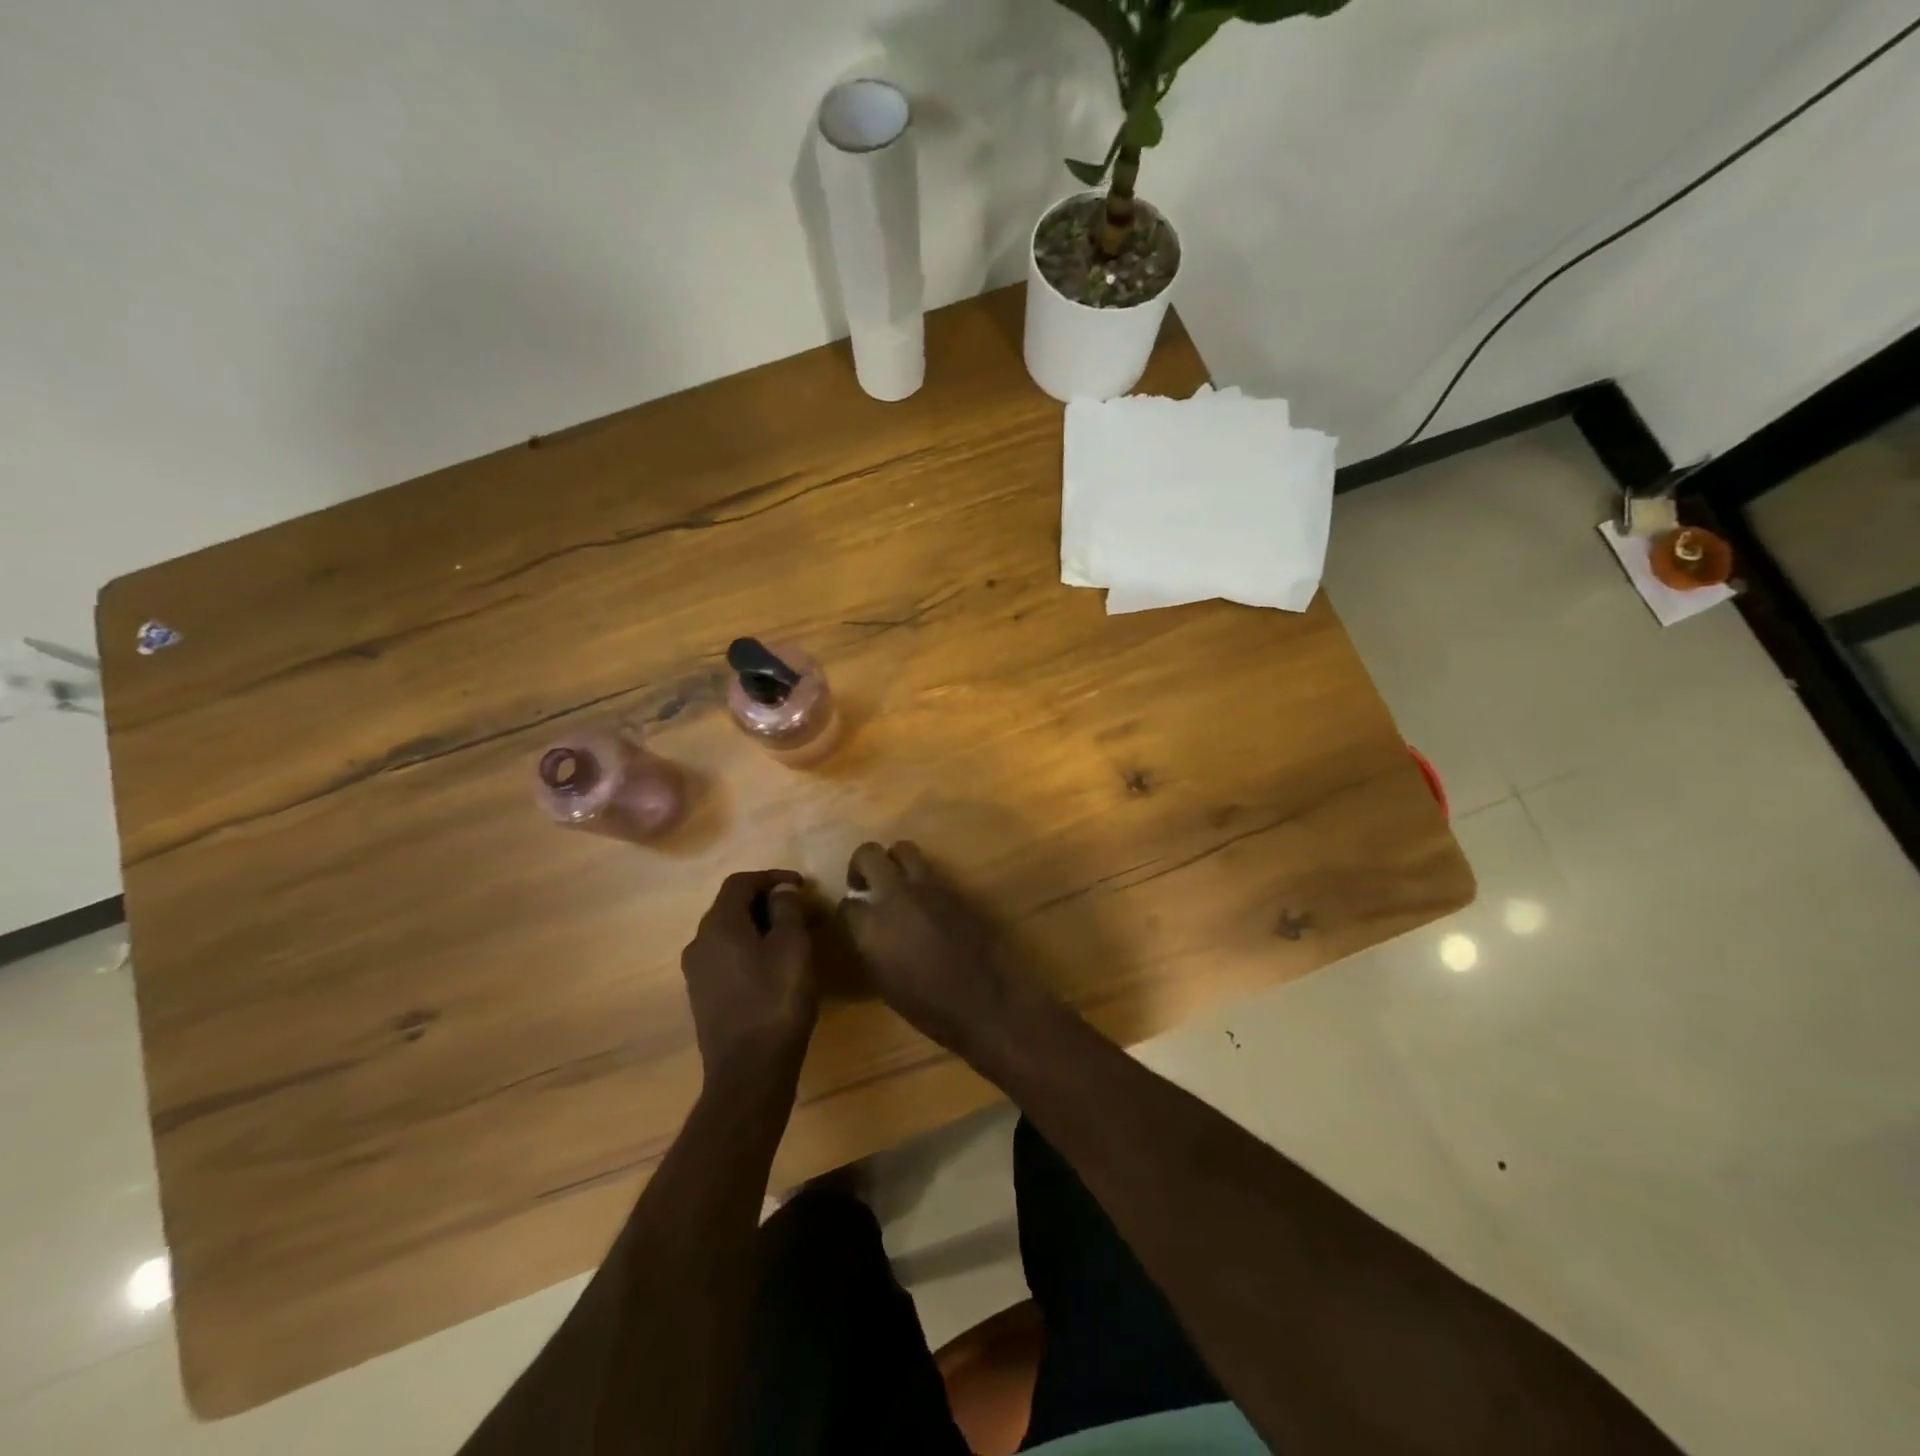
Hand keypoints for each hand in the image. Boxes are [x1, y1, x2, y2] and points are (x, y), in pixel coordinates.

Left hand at [680, 870, 816, 1082]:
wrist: (749, 1072)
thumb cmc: (776, 1001)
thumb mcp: (793, 947)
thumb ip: (786, 910)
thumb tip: (781, 891)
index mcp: (718, 926)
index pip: (740, 882)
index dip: (772, 877)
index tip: (802, 886)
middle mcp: (699, 943)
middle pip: (732, 906)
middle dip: (768, 902)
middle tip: (803, 911)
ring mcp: (697, 973)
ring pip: (730, 933)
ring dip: (761, 926)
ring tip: (795, 937)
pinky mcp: (704, 997)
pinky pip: (727, 957)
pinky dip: (751, 949)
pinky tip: (776, 966)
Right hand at [840, 842, 1042, 1055]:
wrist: (983, 1001)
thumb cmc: (927, 1006)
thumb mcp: (883, 980)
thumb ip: (869, 945)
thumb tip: (865, 927)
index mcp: (873, 925)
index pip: (846, 903)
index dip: (846, 910)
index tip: (851, 917)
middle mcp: (897, 896)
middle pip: (869, 854)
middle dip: (860, 865)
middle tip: (864, 884)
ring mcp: (929, 887)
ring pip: (903, 849)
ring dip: (893, 861)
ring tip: (895, 883)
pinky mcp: (954, 887)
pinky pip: (930, 870)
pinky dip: (921, 878)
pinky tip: (925, 900)